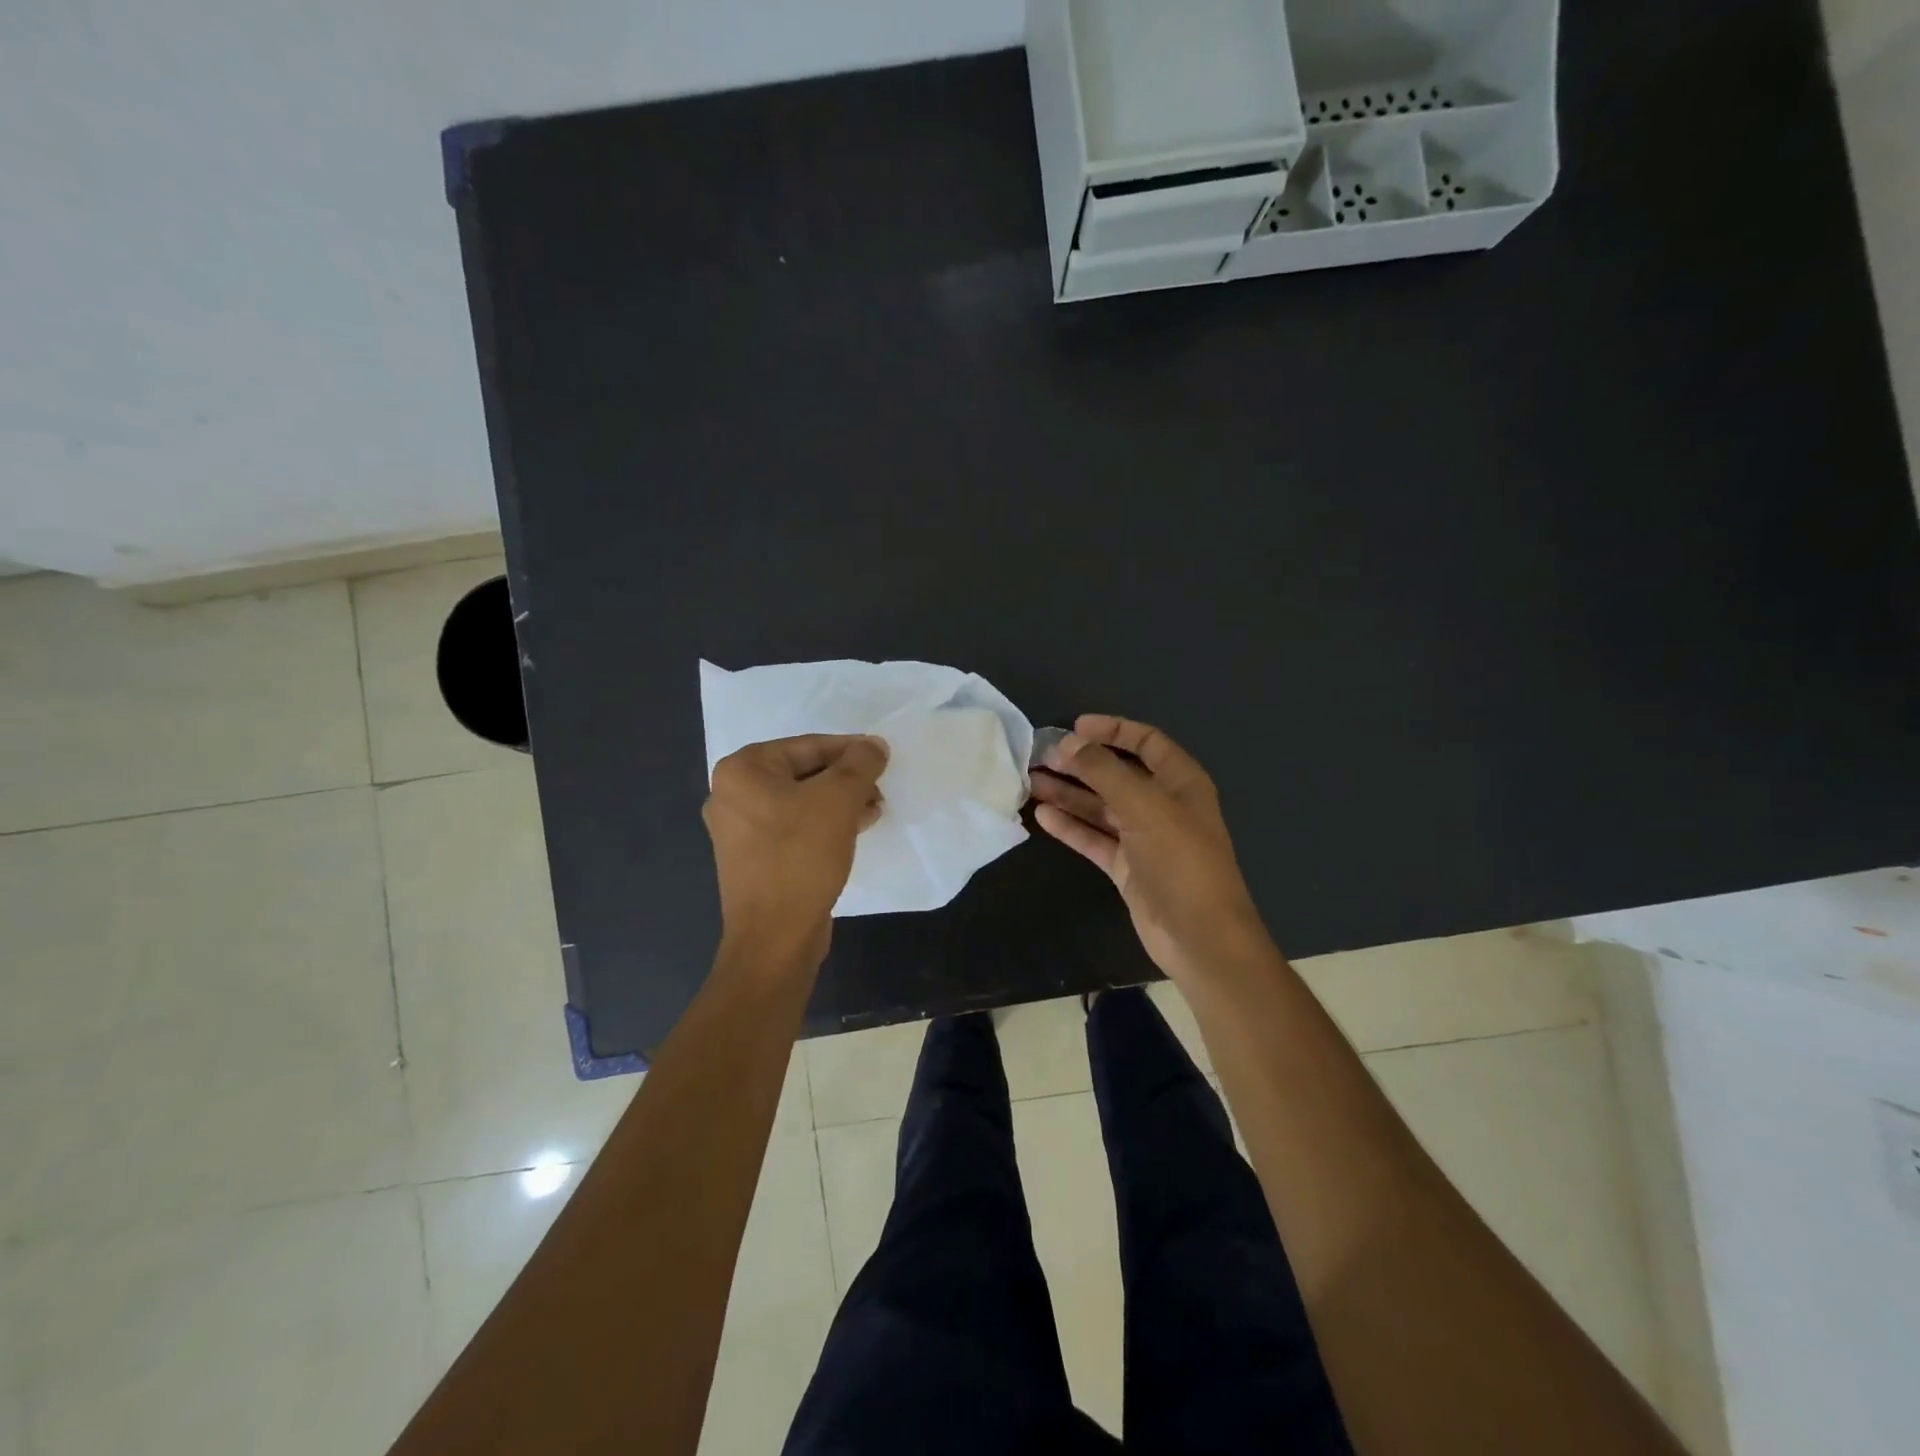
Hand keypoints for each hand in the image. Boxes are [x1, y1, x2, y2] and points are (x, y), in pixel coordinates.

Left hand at [704, 734, 888, 965]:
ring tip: (873, 811)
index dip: (850, 750)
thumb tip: (874, 745)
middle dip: (845, 779)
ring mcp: (740, 829)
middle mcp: (732, 795)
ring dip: (840, 802)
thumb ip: (860, 764)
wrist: (775, 937)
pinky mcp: (754, 857)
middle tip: (879, 789)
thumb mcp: (838, 800)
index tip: (882, 757)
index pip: (807, 746)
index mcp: (742, 771)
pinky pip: (794, 827)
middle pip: (803, 772)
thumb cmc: (801, 856)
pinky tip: (855, 830)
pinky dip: (824, 824)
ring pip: (801, 801)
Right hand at [1030, 715, 1269, 979]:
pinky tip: (1042, 816)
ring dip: (1068, 793)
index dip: (1112, 730)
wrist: (1200, 936)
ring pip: (1101, 806)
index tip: (1074, 728)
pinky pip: (1094, 838)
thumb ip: (1103, 771)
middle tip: (1040, 757)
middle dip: (1080, 764)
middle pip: (1116, 774)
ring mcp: (1144, 838)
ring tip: (1030, 782)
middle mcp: (1162, 804)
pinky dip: (1071, 826)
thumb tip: (1068, 743)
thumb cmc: (1180, 860)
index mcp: (1180, 781)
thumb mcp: (1144, 806)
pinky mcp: (1127, 867)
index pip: (1145, 741)